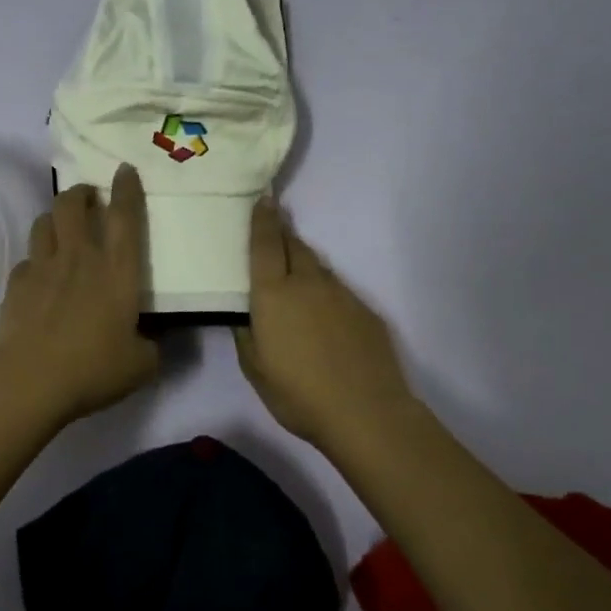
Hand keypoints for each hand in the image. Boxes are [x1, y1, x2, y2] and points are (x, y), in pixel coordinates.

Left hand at [0, 163, 158, 423]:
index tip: (124, 170)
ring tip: (61, 229)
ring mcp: (42, 268)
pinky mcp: (15, 285)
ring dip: (54, 218)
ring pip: (43, 223)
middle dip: (81, 193)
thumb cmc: (94, 368)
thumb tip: (151, 341)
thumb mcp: (141, 364)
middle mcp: (78, 258)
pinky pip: (26, 260)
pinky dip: (35, 261)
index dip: (126, 189)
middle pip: (72, 204)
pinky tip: (39, 278)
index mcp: (116, 271)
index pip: (125, 217)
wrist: (31, 381)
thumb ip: (152, 346)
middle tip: (89, 199)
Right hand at [234, 197, 415, 451]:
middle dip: (282, 233)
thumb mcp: (255, 368)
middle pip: (294, 246)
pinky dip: (325, 291)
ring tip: (295, 274)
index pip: (265, 244)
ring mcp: (342, 294)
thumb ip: (246, 334)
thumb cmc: (298, 394)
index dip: (262, 220)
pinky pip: (338, 290)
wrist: (366, 412)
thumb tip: (245, 314)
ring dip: (304, 262)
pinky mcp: (365, 311)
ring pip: (318, 266)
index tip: (262, 198)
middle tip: (273, 228)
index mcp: (274, 294)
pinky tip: (324, 315)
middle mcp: (308, 283)